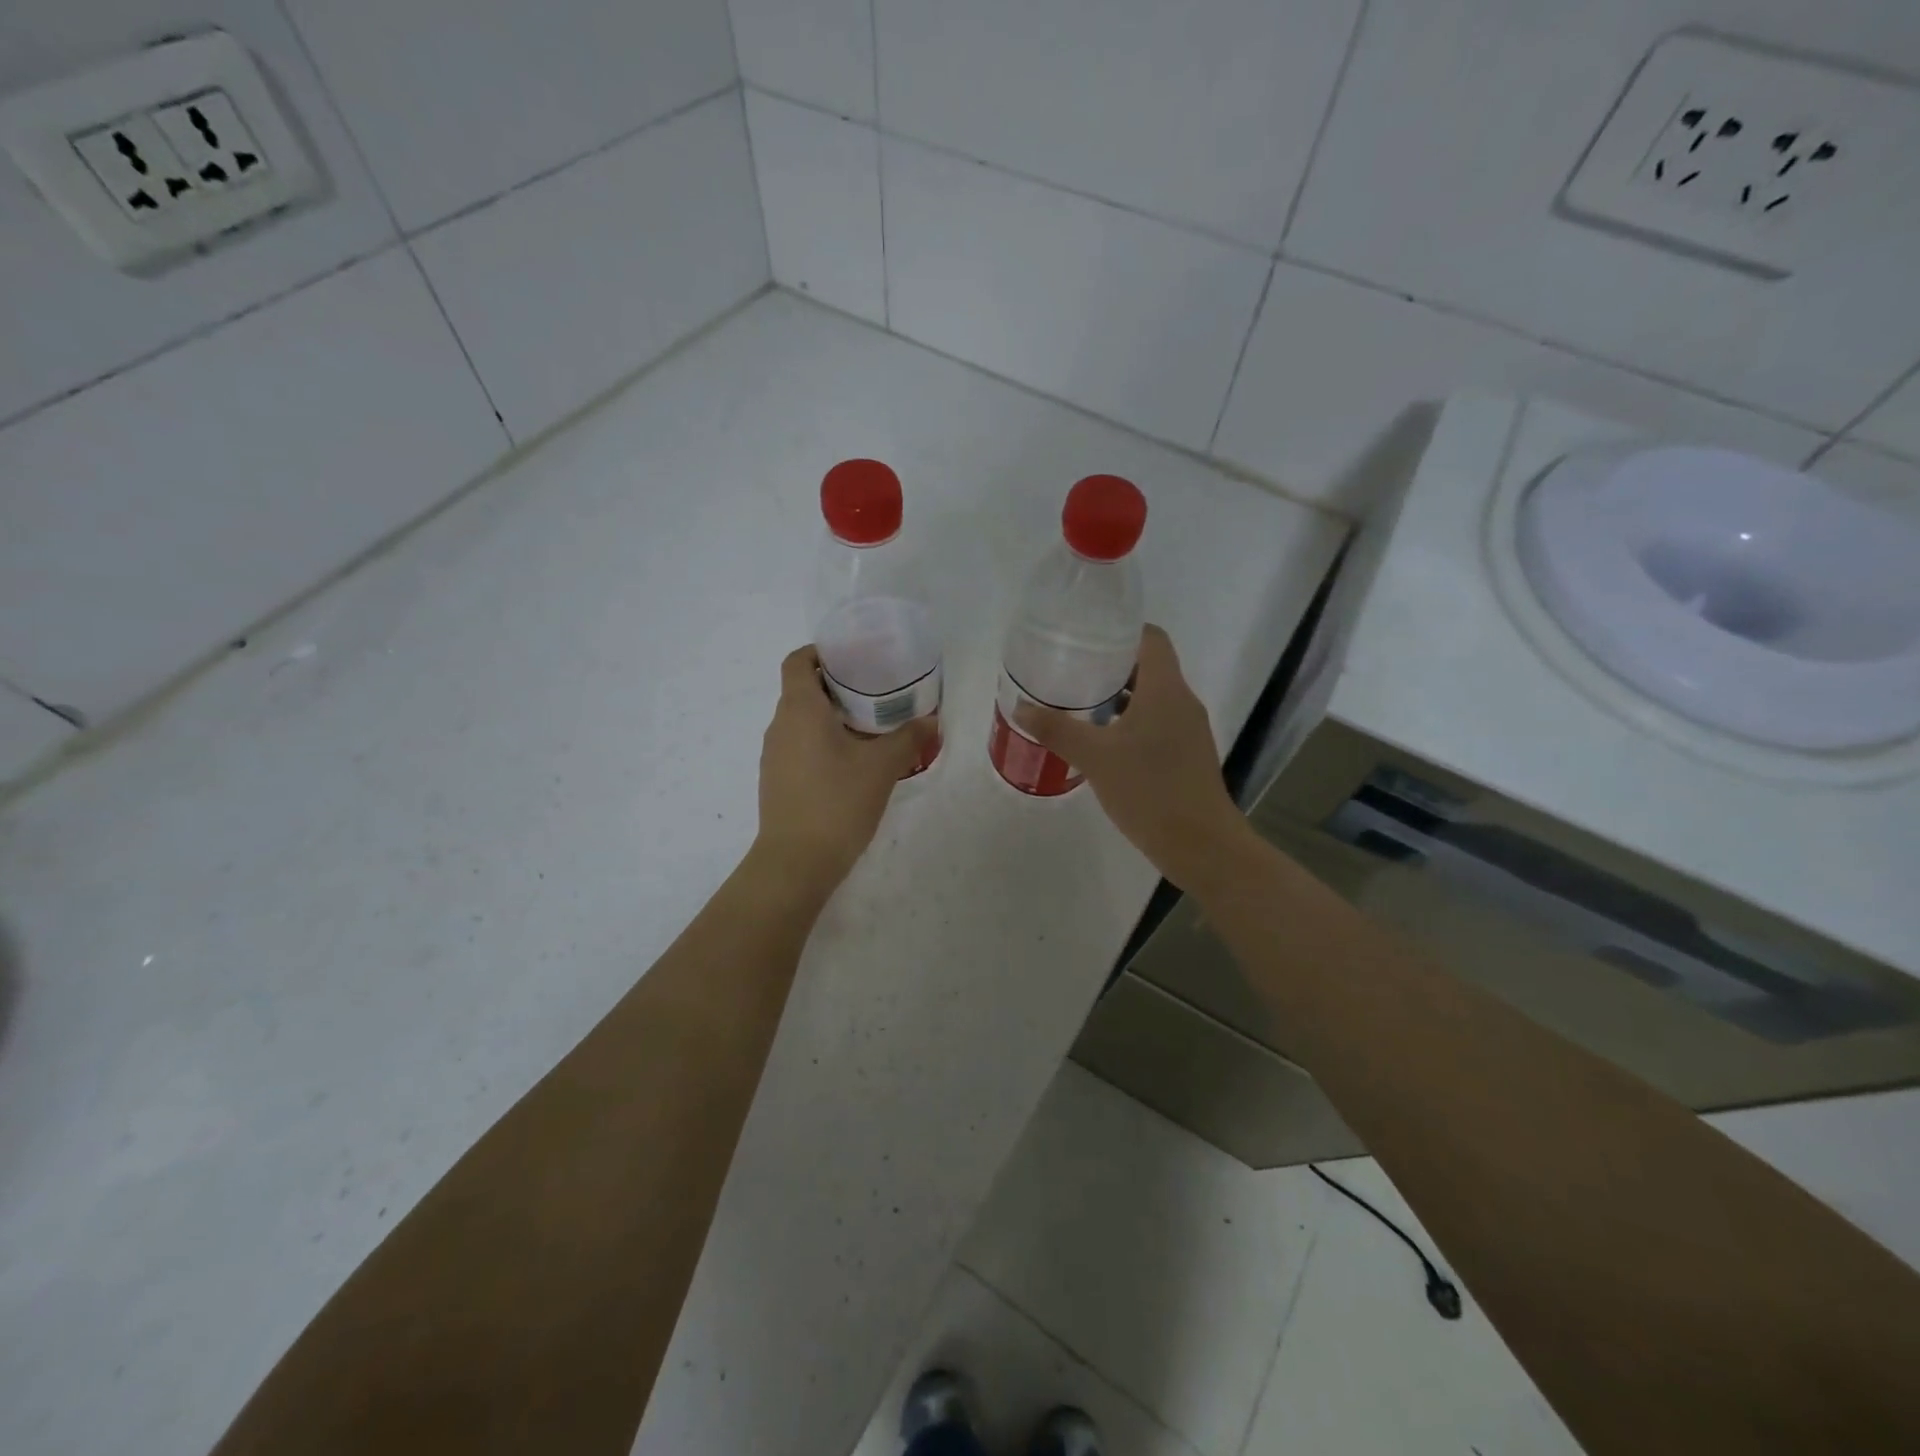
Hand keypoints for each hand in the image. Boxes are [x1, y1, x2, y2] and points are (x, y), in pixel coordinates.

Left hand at [755, 645, 934, 892]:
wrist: (796, 861)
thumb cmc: (838, 802)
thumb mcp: (882, 767)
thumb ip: (908, 738)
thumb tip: (931, 720)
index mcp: (800, 709)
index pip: (798, 661)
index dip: (822, 652)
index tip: (854, 658)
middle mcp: (780, 725)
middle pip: (803, 690)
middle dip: (838, 687)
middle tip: (877, 693)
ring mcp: (774, 755)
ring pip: (802, 721)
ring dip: (832, 718)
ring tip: (871, 729)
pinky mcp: (777, 780)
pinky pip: (799, 747)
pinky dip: (823, 743)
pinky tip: (853, 764)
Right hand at [1016, 624, 1253, 889]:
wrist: (1201, 845)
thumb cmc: (1149, 790)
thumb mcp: (1095, 757)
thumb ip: (1056, 729)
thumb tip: (1020, 706)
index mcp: (1165, 689)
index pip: (1151, 638)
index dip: (1121, 631)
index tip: (1086, 637)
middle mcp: (1182, 701)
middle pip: (1149, 666)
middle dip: (1111, 665)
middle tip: (1071, 669)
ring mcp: (1188, 730)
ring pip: (1152, 697)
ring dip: (1119, 695)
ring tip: (1080, 702)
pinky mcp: (1187, 755)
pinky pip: (1157, 722)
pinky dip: (1130, 721)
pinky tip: (1102, 740)